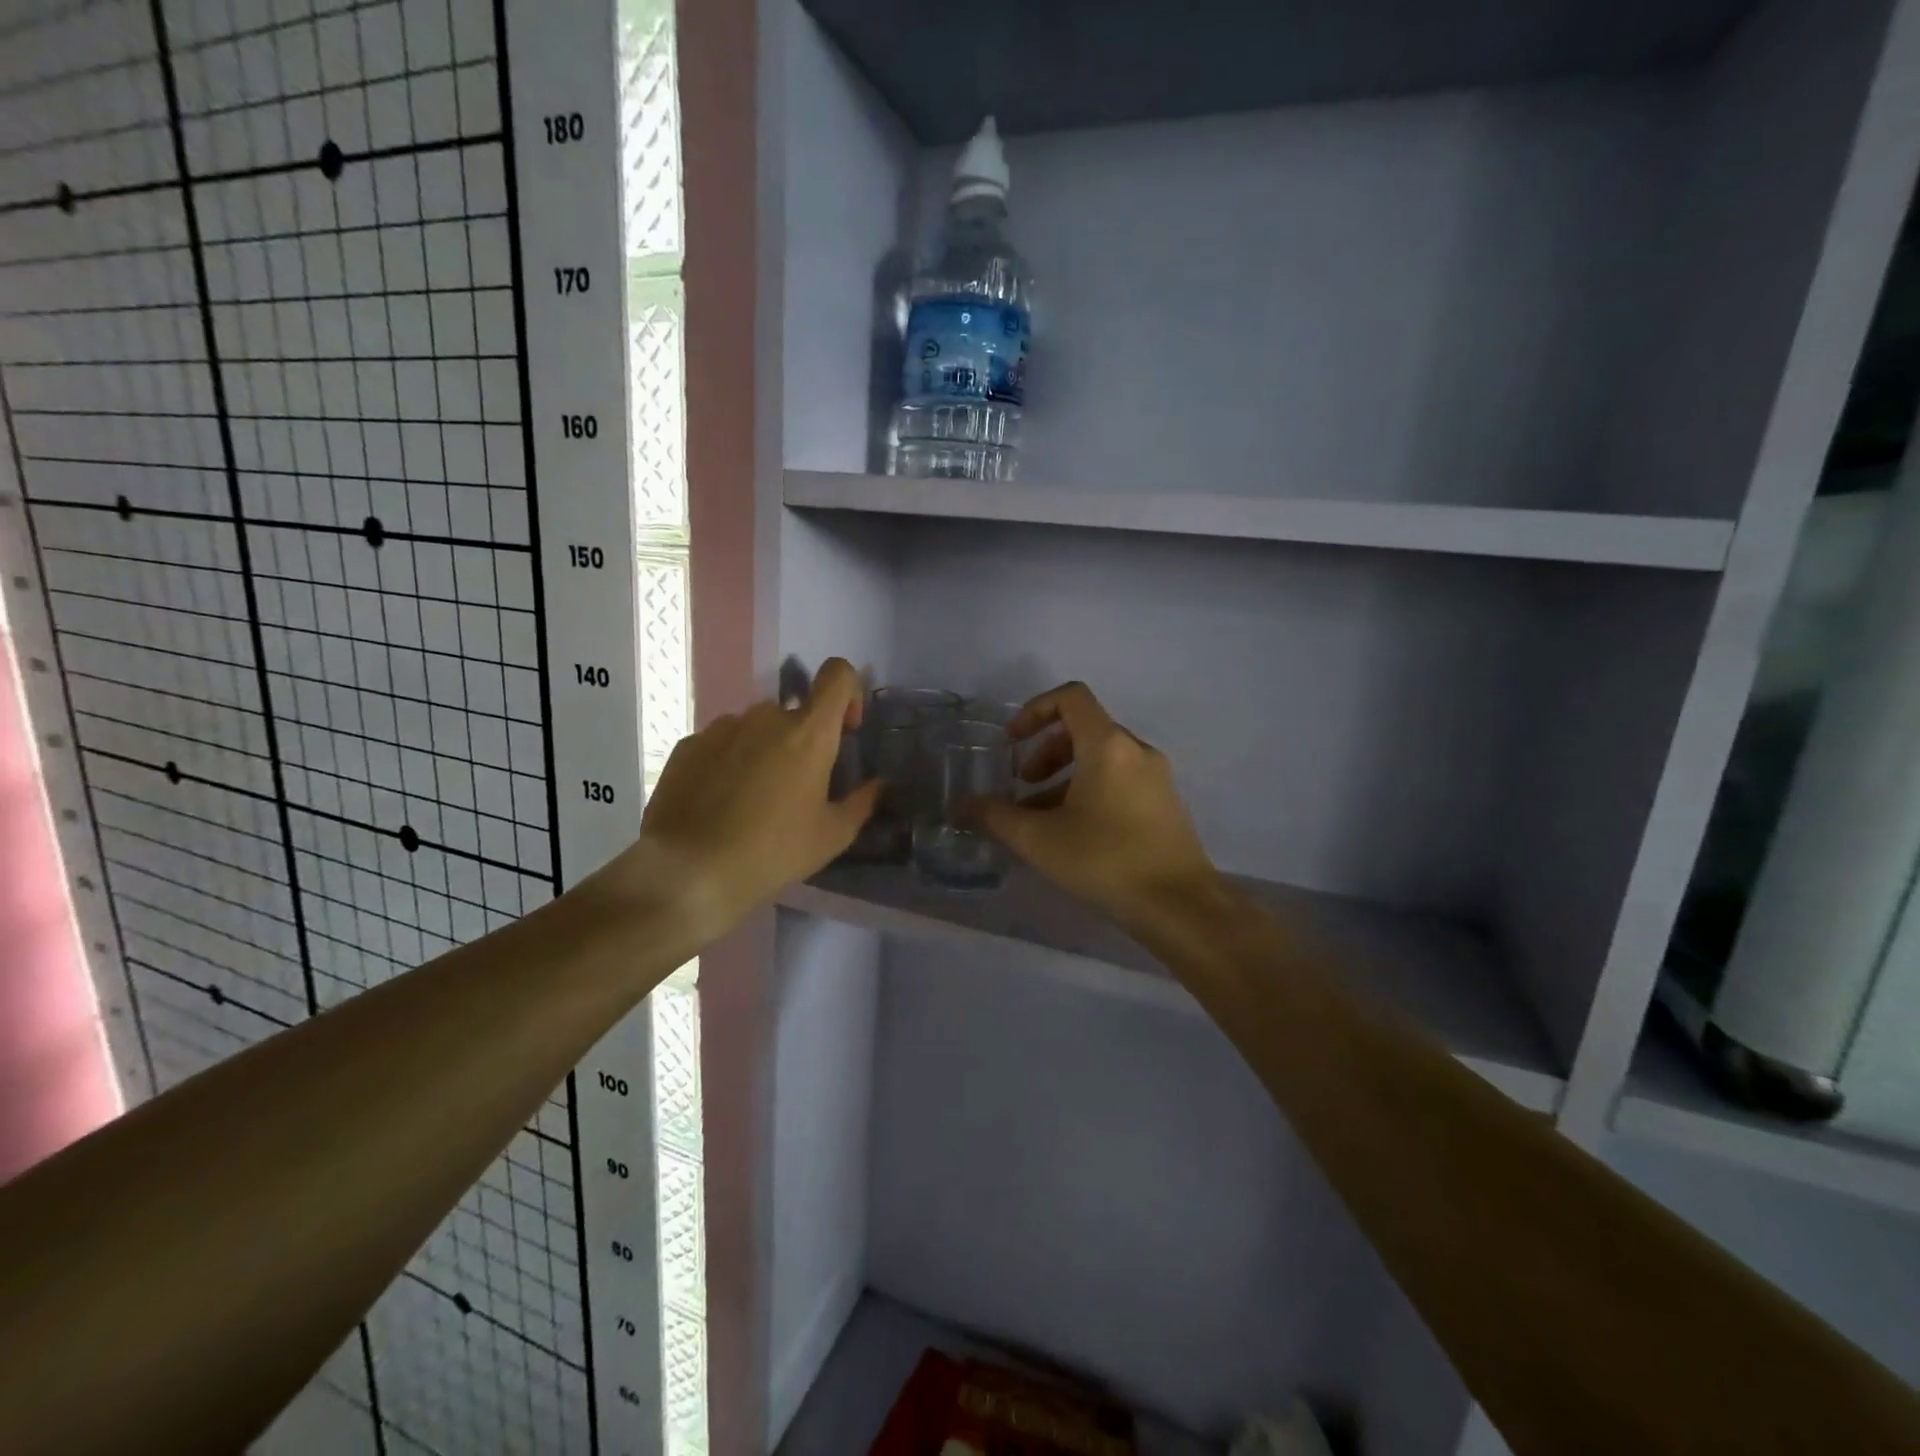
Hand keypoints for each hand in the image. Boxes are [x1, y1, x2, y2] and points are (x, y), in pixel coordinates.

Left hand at [606, 658, 881, 940]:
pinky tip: (720, 804)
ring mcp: (722, 728)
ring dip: (764, 751)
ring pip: (756, 728)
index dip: (849, 693)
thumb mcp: (832, 836)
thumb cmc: (773, 852)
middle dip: (802, 741)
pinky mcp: (688, 746)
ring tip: (753, 800)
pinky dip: (729, 763)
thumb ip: (861, 802)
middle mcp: (765, 717)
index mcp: (809, 733)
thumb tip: (877, 785)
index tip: (845, 731)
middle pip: (795, 712)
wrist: (689, 873)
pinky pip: (721, 743)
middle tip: (796, 789)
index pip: (837, 675)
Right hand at [977, 682, 1220, 931]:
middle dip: (1046, 750)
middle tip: (1023, 783)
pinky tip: (1074, 831)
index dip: (1035, 710)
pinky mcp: (1165, 803)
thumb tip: (962, 805)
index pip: (1071, 697)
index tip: (1013, 741)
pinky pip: (1120, 779)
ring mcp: (1156, 777)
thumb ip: (996, 816)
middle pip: (1084, 728)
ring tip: (1041, 815)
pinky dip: (1091, 789)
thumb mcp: (1039, 839)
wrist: (1179, 905)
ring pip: (1102, 757)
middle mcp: (1136, 750)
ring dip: (1065, 774)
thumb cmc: (1105, 860)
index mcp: (1107, 745)